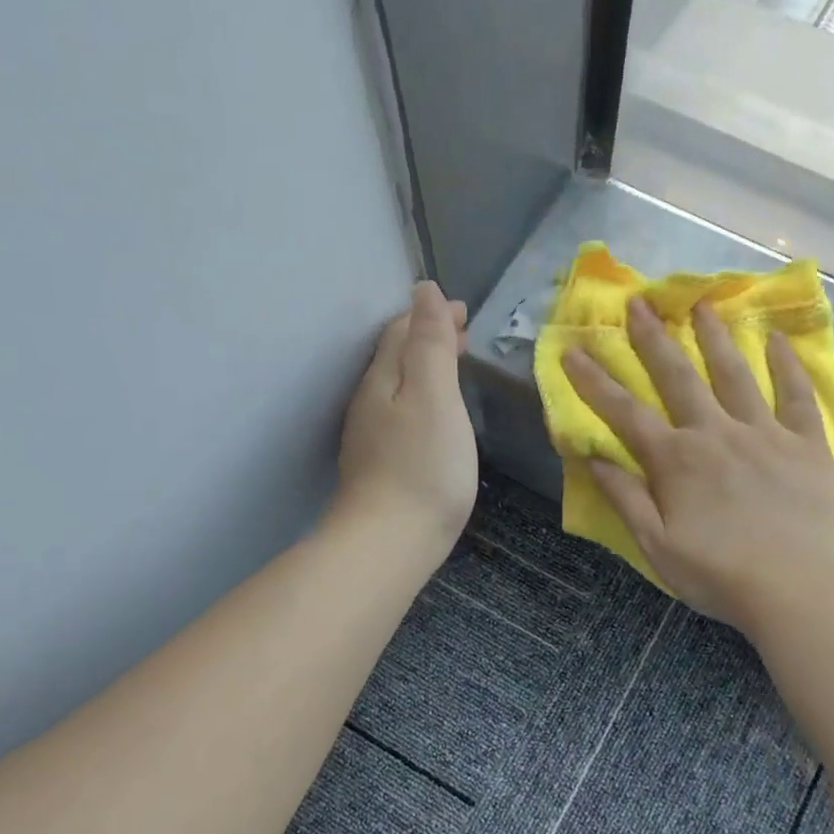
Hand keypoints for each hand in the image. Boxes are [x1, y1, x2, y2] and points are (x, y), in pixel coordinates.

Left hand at [335, 281, 477, 550]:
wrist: (390, 542)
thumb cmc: (422, 465)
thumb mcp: (434, 395)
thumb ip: (430, 343)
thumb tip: (423, 290)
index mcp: (382, 379)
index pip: (401, 331)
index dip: (431, 315)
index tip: (464, 312)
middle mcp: (369, 402)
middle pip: (395, 357)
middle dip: (427, 339)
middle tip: (463, 336)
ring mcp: (370, 437)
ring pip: (396, 387)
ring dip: (424, 369)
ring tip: (453, 368)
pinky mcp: (378, 467)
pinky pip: (399, 415)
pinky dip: (420, 400)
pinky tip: (434, 418)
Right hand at [562, 297, 833, 633]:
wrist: (798, 591)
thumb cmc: (719, 575)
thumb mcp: (657, 546)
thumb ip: (625, 498)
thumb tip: (591, 457)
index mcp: (676, 460)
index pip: (624, 412)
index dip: (594, 381)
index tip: (573, 350)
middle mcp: (716, 433)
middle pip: (678, 377)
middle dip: (653, 339)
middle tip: (639, 303)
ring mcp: (764, 434)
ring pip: (735, 374)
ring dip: (715, 337)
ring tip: (703, 304)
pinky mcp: (806, 444)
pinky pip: (797, 396)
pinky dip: (787, 366)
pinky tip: (777, 340)